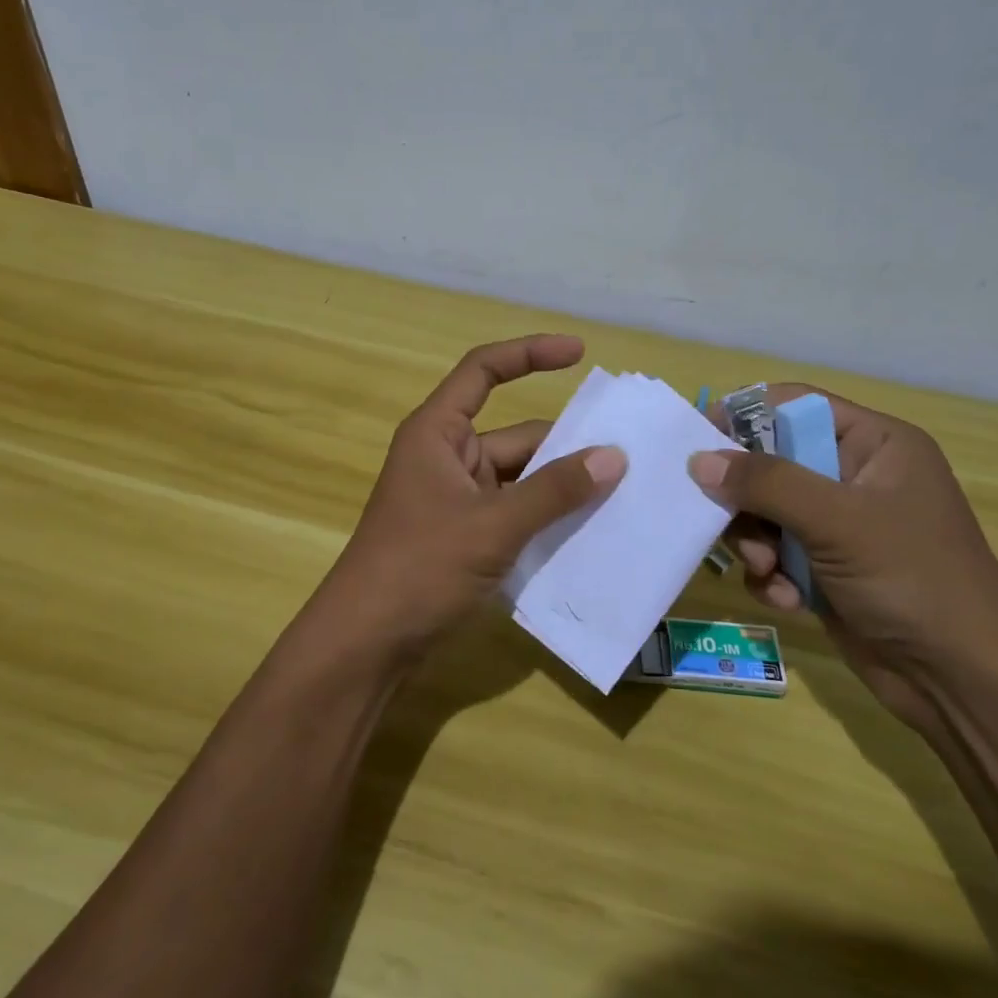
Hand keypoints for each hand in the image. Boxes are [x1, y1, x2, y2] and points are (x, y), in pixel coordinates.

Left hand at [311, 335, 626, 664]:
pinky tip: (590, 533)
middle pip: (516, 434)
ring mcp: (457, 498)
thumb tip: (614, 457)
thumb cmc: (419, 567)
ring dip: (562, 487)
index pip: (484, 371)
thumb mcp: (492, 525)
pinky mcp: (465, 535)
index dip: (529, 354)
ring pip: (521, 478)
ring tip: (625, 495)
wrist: (367, 644)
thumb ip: (553, 491)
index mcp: (438, 432)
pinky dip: (547, 518)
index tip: (579, 354)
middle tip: (631, 456)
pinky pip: (516, 512)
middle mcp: (448, 456)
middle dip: (567, 445)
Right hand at [688, 387, 997, 729]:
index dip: (744, 417)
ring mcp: (840, 525)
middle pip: (771, 462)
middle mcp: (855, 476)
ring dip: (756, 543)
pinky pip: (775, 553)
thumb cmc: (913, 580)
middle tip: (728, 523)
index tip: (697, 441)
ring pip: (765, 512)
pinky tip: (789, 601)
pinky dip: (772, 576)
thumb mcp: (839, 521)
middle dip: (748, 499)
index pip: (793, 406)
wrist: (963, 683)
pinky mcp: (826, 567)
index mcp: (875, 444)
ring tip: (769, 572)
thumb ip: (766, 483)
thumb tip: (699, 459)